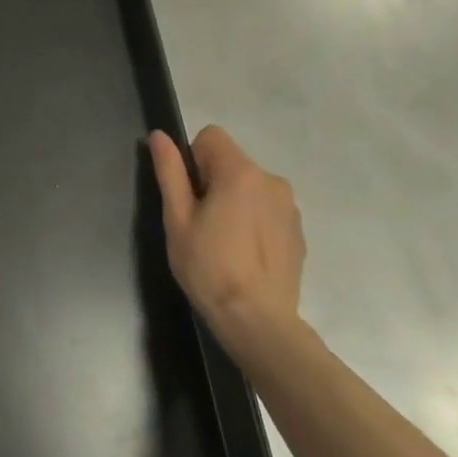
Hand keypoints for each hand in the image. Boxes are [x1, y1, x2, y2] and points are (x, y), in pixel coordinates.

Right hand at [148, 126, 306, 361]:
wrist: (257, 320)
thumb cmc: (208, 266)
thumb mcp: (177, 218)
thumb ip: (170, 171)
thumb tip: (159, 136)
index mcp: (241, 173)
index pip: (211, 137)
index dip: (192, 159)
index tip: (188, 195)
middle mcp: (272, 181)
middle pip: (231, 161)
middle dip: (212, 181)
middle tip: (199, 223)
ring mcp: (289, 207)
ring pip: (249, 186)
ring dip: (233, 200)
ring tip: (222, 241)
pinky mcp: (298, 231)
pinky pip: (266, 209)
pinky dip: (252, 220)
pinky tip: (243, 254)